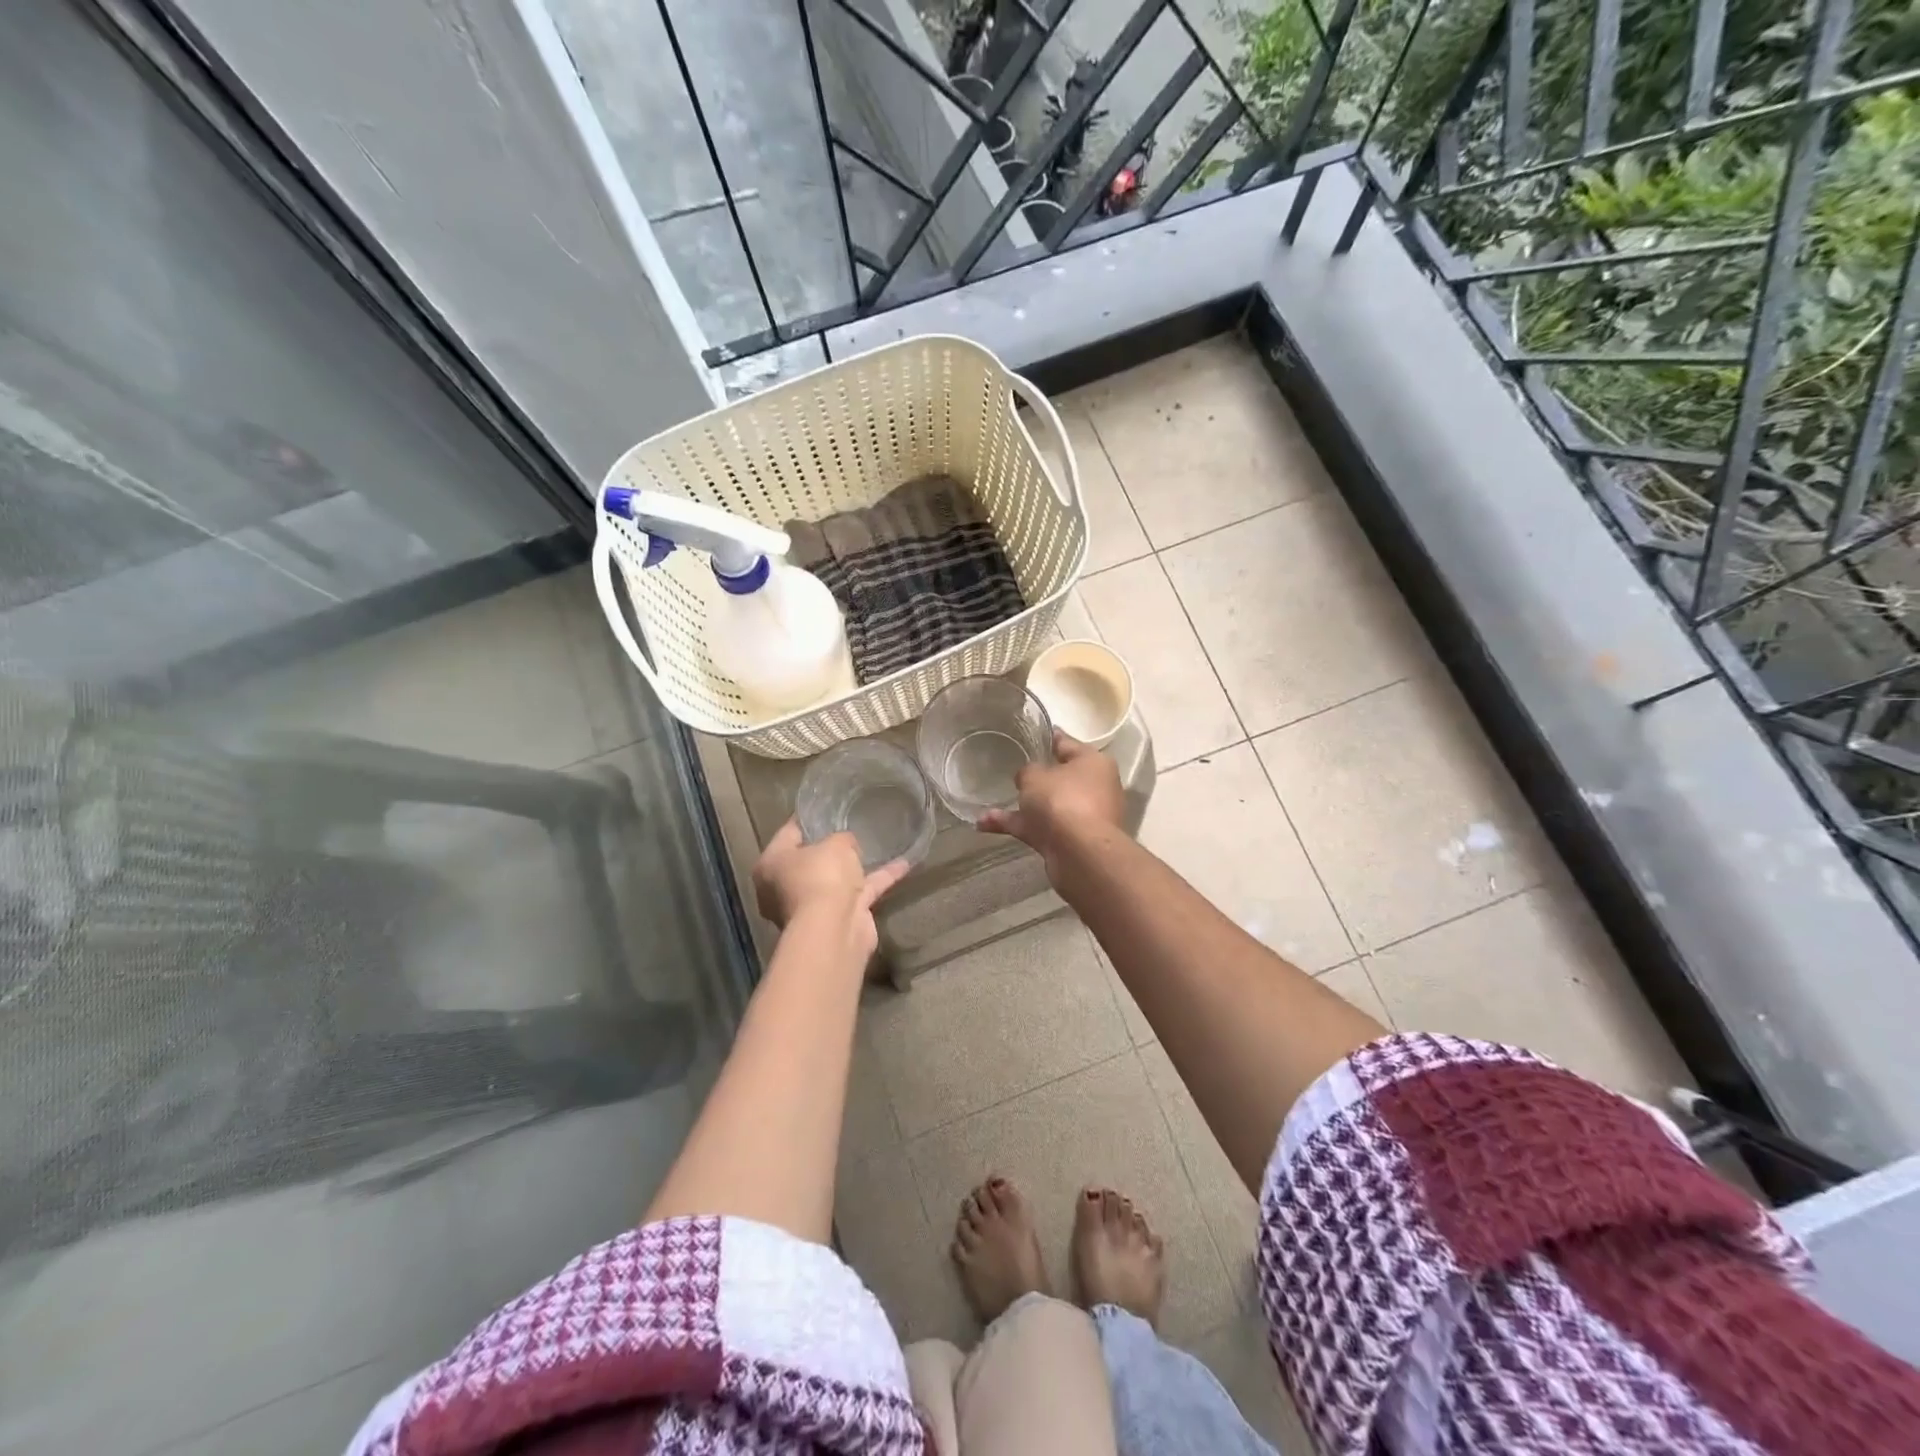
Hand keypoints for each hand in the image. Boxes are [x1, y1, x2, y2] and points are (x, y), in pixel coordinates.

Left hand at [753, 820, 909, 959]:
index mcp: (771, 865)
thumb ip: (842, 839)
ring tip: (879, 844)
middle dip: (830, 848)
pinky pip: (860, 892)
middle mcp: (785, 887)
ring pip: (835, 879)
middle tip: (850, 827)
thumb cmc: (821, 877)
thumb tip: (848, 844)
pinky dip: (880, 879)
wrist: (834, 929)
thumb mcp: (835, 844)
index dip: (808, 819)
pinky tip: (904, 864)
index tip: (826, 808)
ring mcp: (812, 906)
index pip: (788, 834)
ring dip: (855, 867)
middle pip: (810, 861)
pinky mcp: (839, 918)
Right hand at [978, 730, 1125, 873]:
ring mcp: (1082, 816)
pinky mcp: (1069, 840)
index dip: (1047, 737)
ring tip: (988, 803)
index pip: (1067, 743)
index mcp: (1093, 762)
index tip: (1030, 733)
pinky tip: (984, 824)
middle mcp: (1093, 787)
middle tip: (1010, 770)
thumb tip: (1028, 778)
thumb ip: (1027, 771)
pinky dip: (1015, 824)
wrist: (1080, 853)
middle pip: (1060, 777)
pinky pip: (1038, 827)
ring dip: (1020, 805)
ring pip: (1047, 805)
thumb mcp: (1035, 776)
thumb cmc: (1062, 800)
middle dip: (1036, 777)